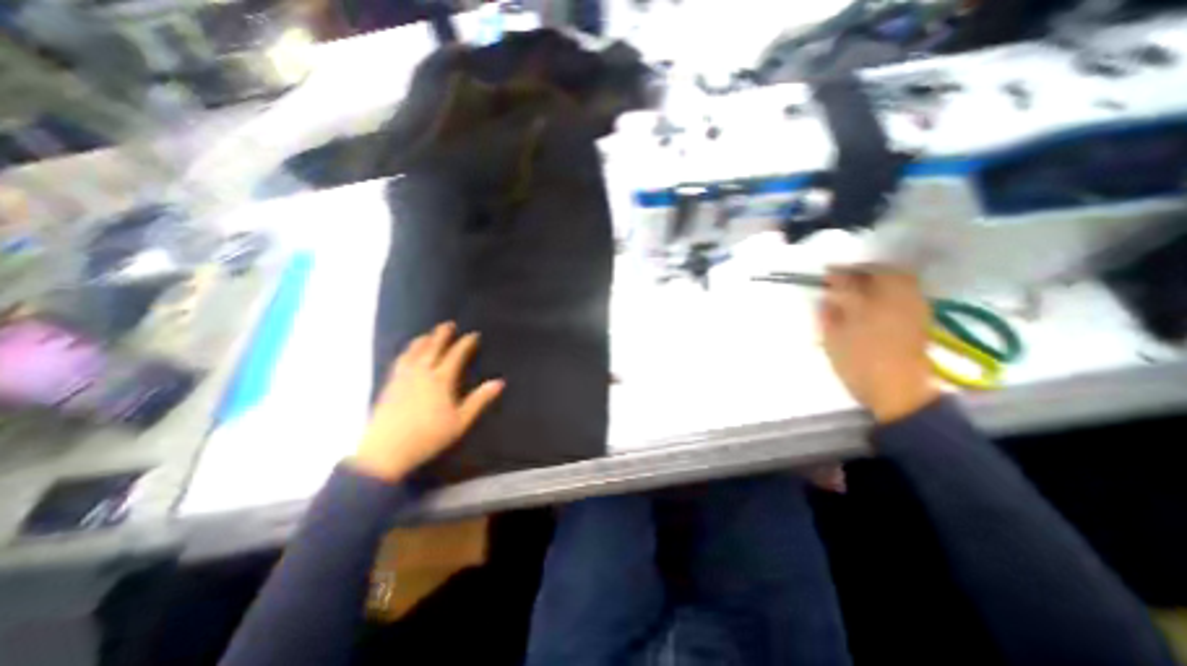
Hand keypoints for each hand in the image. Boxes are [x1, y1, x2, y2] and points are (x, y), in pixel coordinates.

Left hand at [350, 321, 501, 480]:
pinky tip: (406, 354)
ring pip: (414, 352)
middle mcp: (421, 373)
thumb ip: (479, 400)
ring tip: (428, 334)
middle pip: (432, 348)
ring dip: (422, 340)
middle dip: (442, 335)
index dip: (465, 344)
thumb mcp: (460, 421)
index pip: (455, 356)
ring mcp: (403, 378)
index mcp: (440, 380)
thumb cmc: (429, 436)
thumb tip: (499, 382)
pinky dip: (406, 352)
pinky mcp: (389, 385)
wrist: (386, 451)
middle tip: (448, 324)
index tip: (473, 335)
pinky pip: (399, 361)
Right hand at [818, 267, 935, 423]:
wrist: (898, 391)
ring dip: (879, 275)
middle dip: (862, 270)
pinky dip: (893, 286)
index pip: (851, 280)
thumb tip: (830, 297)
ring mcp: (913, 307)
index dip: (836, 274)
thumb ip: (830, 314)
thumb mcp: (834, 339)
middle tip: (844, 275)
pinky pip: (908, 290)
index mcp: (870, 304)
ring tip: (860, 283)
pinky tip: (878, 296)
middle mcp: (896, 300)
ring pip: (899, 279)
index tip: (824, 273)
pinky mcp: (921, 318)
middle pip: (882, 272)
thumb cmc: (859, 364)